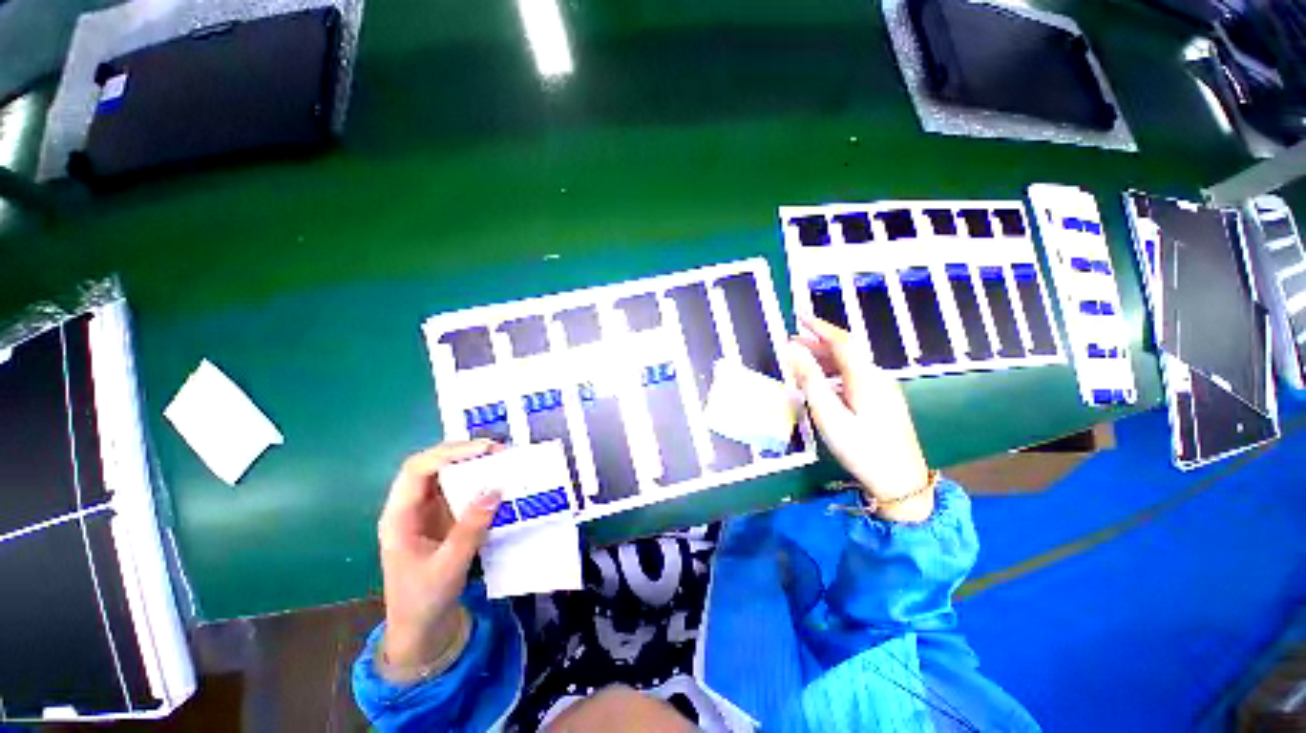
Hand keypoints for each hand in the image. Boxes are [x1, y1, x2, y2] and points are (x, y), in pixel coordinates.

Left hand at [378, 440, 502, 678]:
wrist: (421, 630)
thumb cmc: (423, 601)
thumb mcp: (448, 568)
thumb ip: (470, 530)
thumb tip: (495, 490)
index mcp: (399, 517)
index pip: (417, 470)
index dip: (449, 453)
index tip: (485, 450)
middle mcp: (411, 507)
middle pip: (432, 465)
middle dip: (464, 452)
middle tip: (499, 451)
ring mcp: (428, 511)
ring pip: (448, 474)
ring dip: (474, 464)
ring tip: (503, 460)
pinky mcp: (444, 518)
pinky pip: (461, 490)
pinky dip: (480, 481)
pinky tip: (498, 481)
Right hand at [786, 315, 933, 522]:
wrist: (901, 482)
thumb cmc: (861, 449)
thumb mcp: (829, 415)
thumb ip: (810, 380)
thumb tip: (793, 351)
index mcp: (864, 377)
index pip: (840, 341)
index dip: (819, 326)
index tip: (799, 316)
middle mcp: (876, 377)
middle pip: (847, 350)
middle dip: (819, 341)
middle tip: (792, 340)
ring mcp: (883, 390)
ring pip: (851, 364)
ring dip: (825, 357)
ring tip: (802, 360)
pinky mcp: (884, 402)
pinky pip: (855, 377)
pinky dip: (835, 372)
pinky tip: (823, 383)